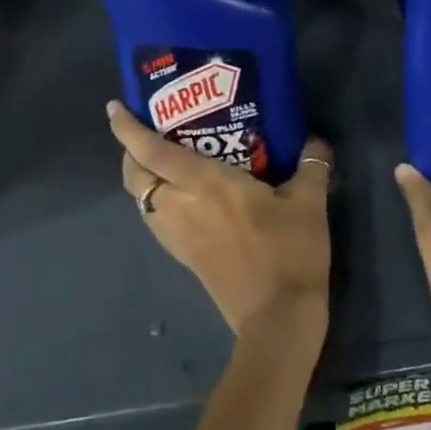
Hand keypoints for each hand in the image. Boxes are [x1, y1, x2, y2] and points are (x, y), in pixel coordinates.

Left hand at [110, 101, 333, 341]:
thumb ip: (311, 164)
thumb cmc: (289, 252)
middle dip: (130, 152)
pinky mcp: (186, 258)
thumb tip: (315, 140)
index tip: (115, 108)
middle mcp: (182, 207)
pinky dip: (156, 201)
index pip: (153, 152)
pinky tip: (181, 197)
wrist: (279, 321)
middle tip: (145, 132)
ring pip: (142, 201)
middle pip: (136, 177)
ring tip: (161, 160)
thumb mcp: (309, 203)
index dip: (129, 130)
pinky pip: (156, 221)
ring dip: (142, 178)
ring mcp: (179, 237)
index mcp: (206, 184)